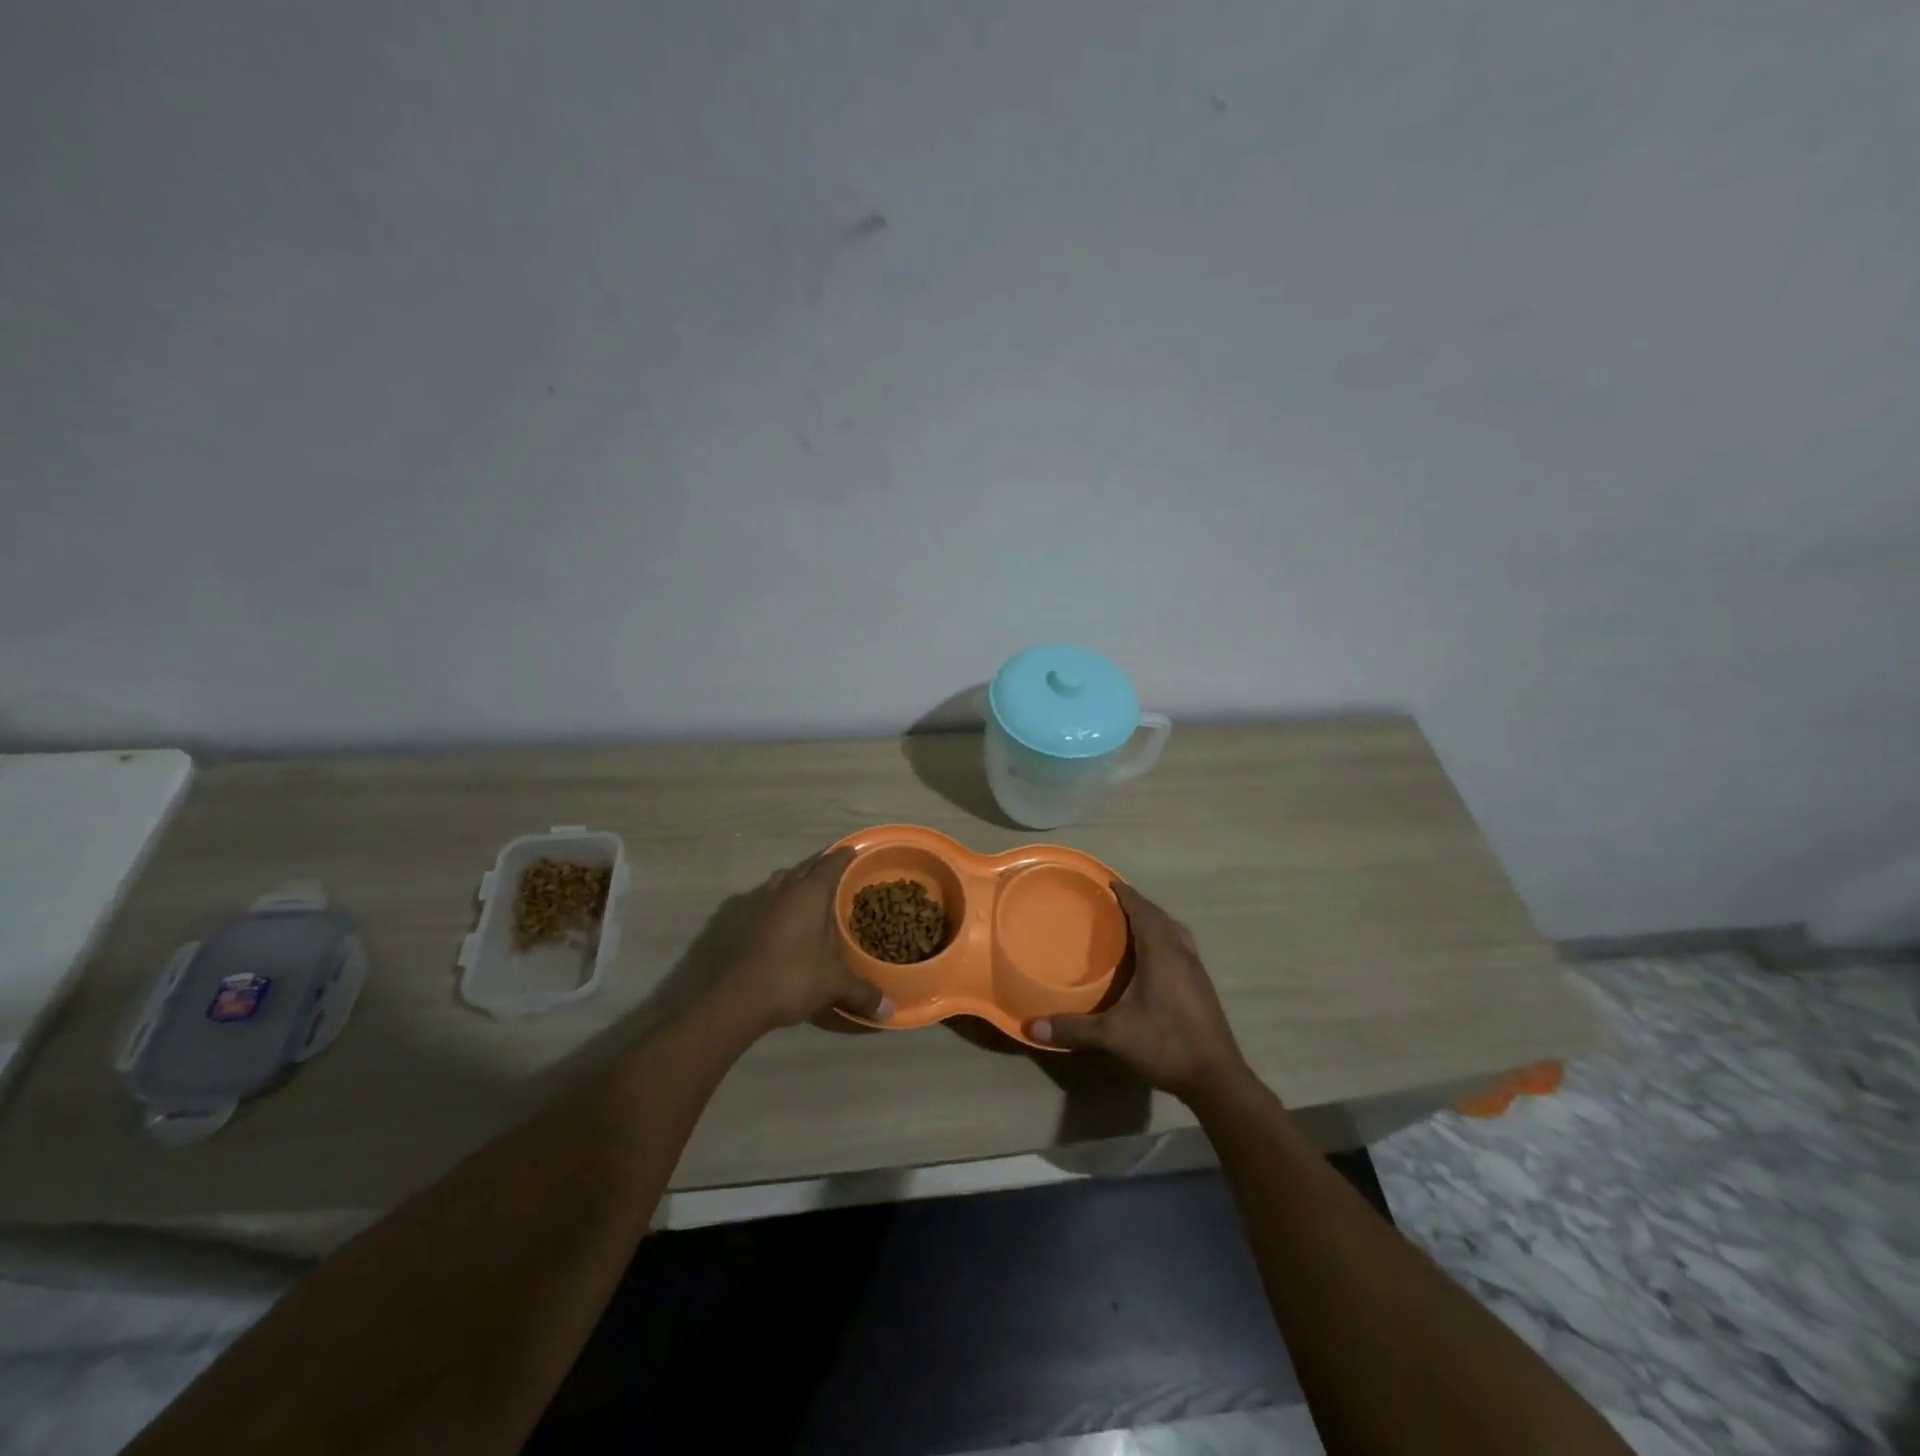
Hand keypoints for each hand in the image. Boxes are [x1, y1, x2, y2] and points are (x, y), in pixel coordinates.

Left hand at [715, 848, 890, 1034]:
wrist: (739, 999)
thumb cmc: (795, 978)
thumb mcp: (836, 984)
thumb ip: (864, 992)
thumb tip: (890, 1011)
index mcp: (811, 893)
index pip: (832, 864)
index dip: (845, 856)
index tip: (854, 852)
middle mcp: (785, 889)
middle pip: (806, 866)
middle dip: (822, 866)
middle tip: (838, 873)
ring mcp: (760, 902)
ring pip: (782, 879)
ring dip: (797, 879)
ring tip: (809, 890)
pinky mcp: (742, 919)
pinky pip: (765, 896)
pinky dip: (778, 898)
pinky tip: (782, 915)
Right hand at [1031, 882, 1252, 1102]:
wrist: (1216, 1078)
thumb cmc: (1166, 1044)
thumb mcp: (1115, 1036)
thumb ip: (1075, 1029)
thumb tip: (1033, 1027)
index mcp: (1162, 953)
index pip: (1143, 911)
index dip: (1126, 895)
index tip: (1108, 882)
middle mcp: (1182, 953)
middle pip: (1161, 917)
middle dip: (1138, 905)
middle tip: (1113, 904)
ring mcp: (1196, 970)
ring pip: (1175, 932)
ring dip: (1155, 921)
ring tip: (1132, 925)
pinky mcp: (1202, 986)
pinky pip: (1181, 947)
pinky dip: (1165, 939)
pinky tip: (1152, 958)